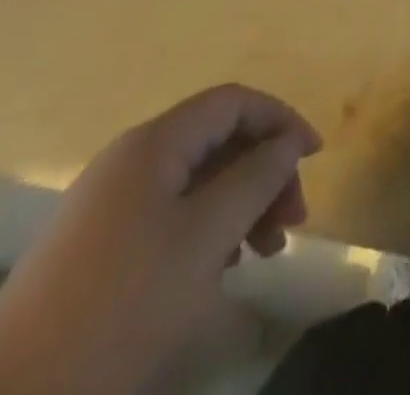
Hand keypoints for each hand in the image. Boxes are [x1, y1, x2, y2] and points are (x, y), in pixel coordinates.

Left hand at [0, 84, 321, 394]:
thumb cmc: (119, 307)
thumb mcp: (205, 238)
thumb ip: (256, 179)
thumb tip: (288, 142)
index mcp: (154, 144)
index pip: (233, 102)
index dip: (280, 119)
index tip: (314, 157)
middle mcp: (130, 161)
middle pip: (217, 141)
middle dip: (263, 173)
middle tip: (290, 225)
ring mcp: (107, 207)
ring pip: (195, 184)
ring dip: (239, 206)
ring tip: (262, 255)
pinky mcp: (94, 251)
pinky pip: (169, 218)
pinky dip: (206, 232)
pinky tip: (217, 273)